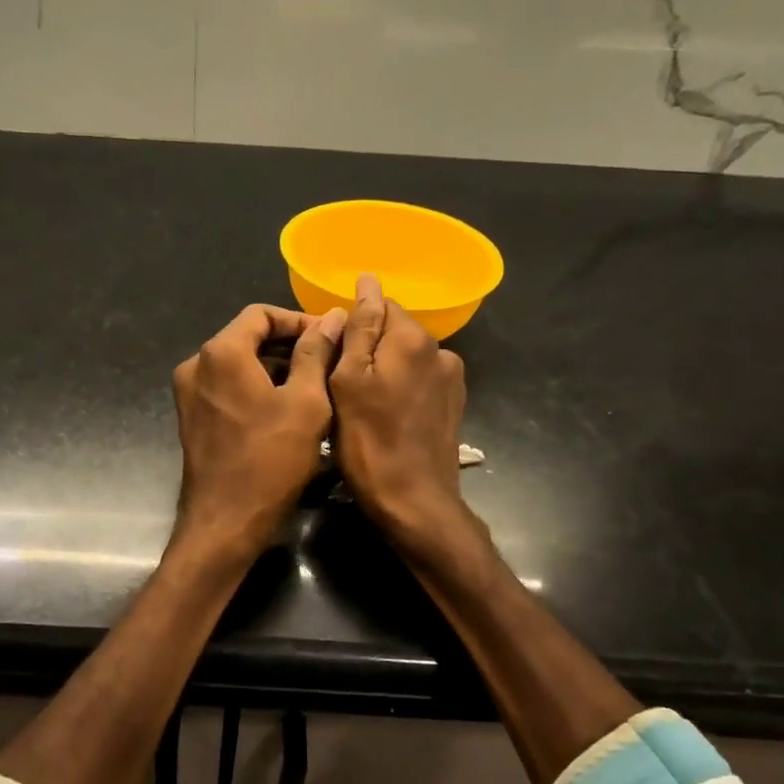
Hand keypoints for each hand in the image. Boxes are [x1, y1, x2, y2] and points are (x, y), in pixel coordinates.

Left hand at [172, 304, 347, 554]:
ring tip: (314, 386)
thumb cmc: (271, 460)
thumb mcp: (306, 402)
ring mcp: (189, 393)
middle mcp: (196, 365)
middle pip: (247, 337)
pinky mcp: (192, 418)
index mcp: (221, 352)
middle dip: (289, 345)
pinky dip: (256, 388)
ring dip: (274, 368)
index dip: (299, 320)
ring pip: (237, 364)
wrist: (226, 523)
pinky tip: (286, 408)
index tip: (330, 337)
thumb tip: (332, 317)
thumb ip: (316, 353)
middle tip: (328, 362)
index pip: (261, 314)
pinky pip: (227, 388)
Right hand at [329, 273, 469, 548]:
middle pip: (393, 332)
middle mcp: (440, 350)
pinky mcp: (452, 405)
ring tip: (360, 404)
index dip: (350, 326)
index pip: (378, 305)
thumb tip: (368, 281)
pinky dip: (399, 390)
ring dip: (383, 371)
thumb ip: (359, 329)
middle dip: (366, 349)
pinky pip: (417, 382)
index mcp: (412, 339)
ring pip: (404, 359)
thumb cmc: (369, 442)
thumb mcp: (348, 382)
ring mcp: (450, 379)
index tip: (331, 356)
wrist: (414, 502)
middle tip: (338, 385)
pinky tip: (385, 417)